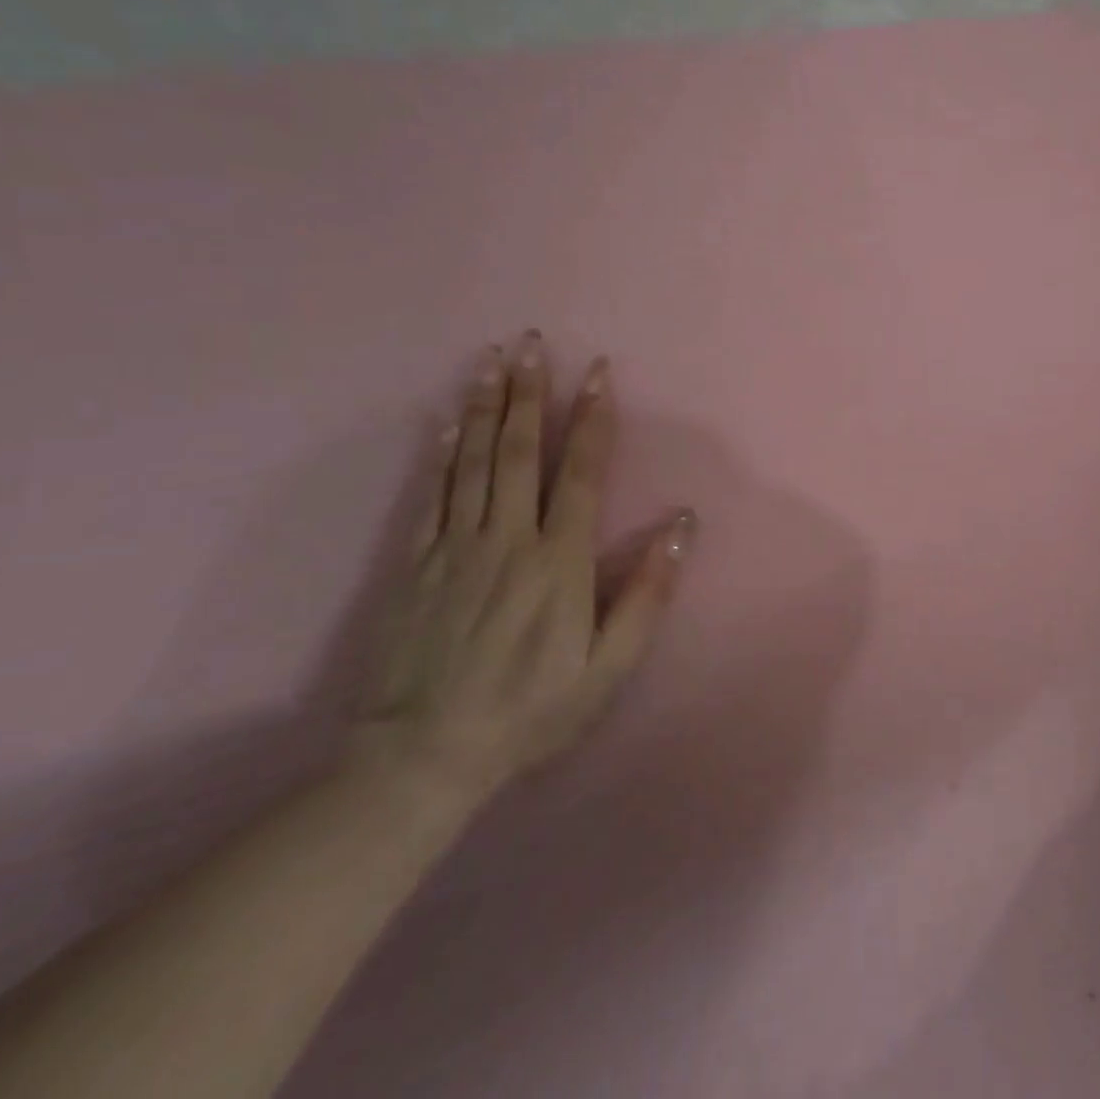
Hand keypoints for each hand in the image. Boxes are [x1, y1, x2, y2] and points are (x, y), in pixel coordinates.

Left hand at [353, 334, 694, 806]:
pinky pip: (432, 493)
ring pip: (473, 460)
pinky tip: (446, 419)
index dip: (592, 418)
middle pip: (519, 451)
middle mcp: (507, 538)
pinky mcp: (416, 563)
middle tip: (532, 342)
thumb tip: (683, 523)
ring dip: (486, 405)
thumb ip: (648, 591)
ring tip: (492, 360)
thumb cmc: (532, 709)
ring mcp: (455, 546)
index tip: (598, 372)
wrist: (422, 756)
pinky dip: (442, 450)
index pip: (580, 471)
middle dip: (531, 392)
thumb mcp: (609, 665)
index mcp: (558, 559)